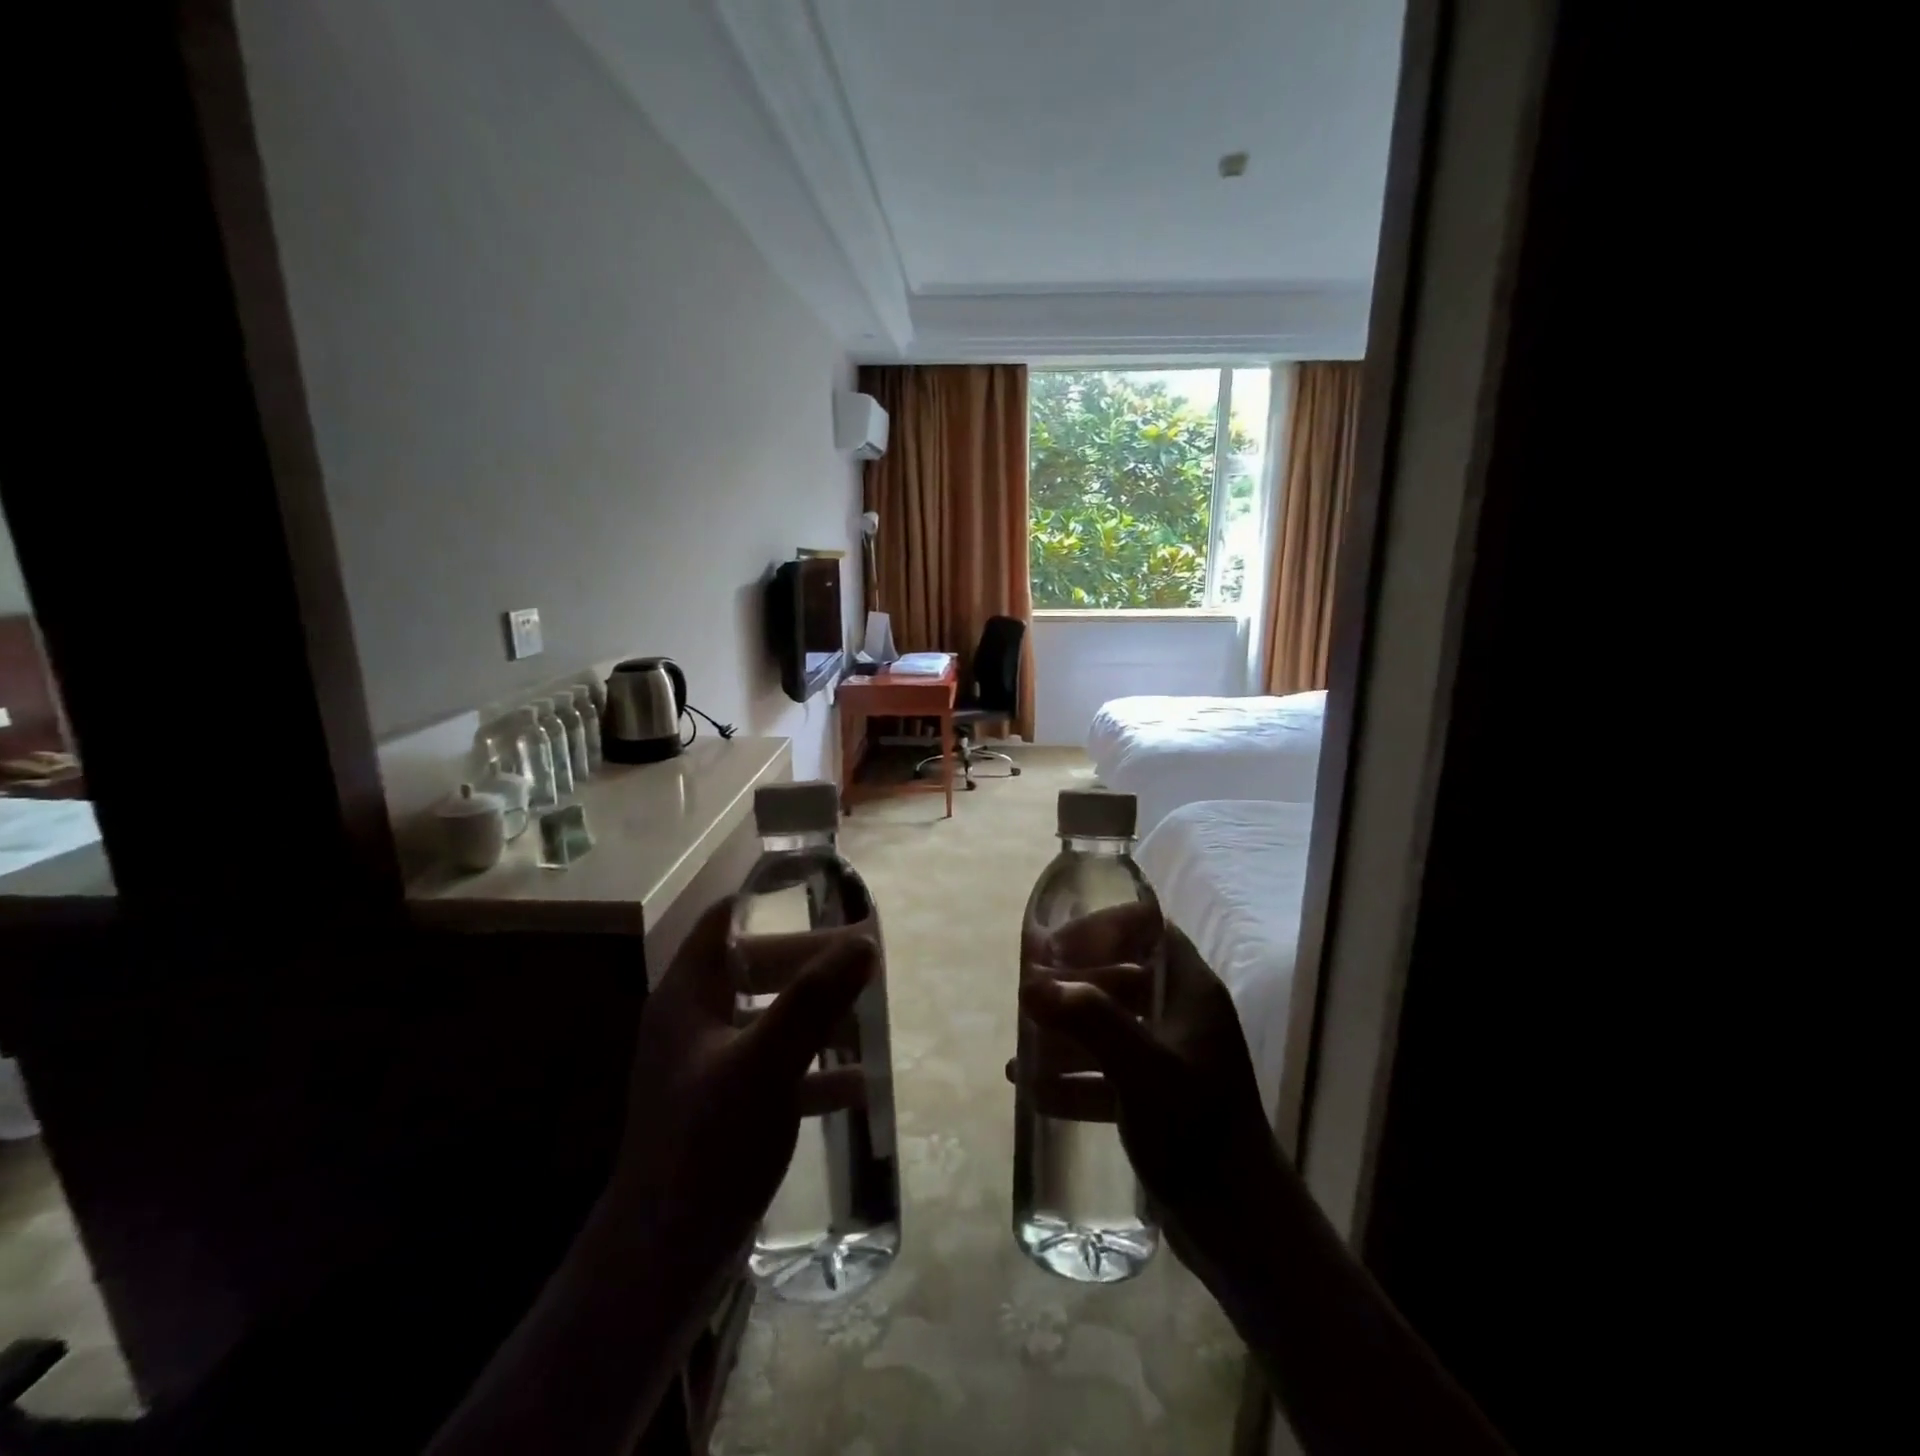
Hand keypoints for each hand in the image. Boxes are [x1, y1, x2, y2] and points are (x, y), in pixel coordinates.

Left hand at [609, 897, 875, 1269]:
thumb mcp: (765, 1064)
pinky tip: (858, 1084)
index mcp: (688, 997)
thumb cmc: (707, 1145)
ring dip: (817, 1015)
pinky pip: (776, 1070)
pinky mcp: (725, 1110)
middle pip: (756, 969)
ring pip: (770, 1019)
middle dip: (810, 964)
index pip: (723, 923)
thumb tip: (864, 945)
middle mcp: (694, 1024)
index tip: (821, 896)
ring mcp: (708, 1069)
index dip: (767, 903)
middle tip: (864, 959)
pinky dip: (813, 1069)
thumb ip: (814, 1001)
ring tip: (869, 1015)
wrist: (663, 1262)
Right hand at [1018, 905, 1287, 1292]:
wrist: (1241, 1229)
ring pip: (1110, 1025)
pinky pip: (1108, 1071)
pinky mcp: (1159, 1098)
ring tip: (1023, 1048)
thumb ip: (1089, 1020)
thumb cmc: (1196, 1131)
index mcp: (1191, 991)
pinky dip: (1074, 1075)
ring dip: (1066, 1032)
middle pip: (1121, 976)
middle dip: (1073, 985)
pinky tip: (1033, 1089)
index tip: (1057, 946)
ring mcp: (1171, 1058)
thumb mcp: (1142, 1069)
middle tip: (1029, 997)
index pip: (1147, 931)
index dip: (1101, 928)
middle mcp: (1182, 1016)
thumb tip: (1031, 984)